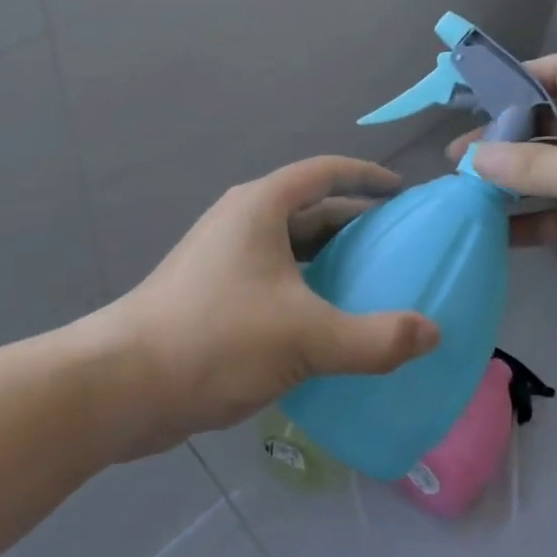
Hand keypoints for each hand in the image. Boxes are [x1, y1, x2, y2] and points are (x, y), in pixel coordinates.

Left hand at [101, 156, 440, 455]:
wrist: (122, 385)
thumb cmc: (216, 339)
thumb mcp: (306, 337)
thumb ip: (375, 338)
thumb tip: (433, 333)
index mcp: (262, 206)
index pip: (325, 172)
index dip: (367, 176)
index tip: (402, 192)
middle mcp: (241, 220)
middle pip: (310, 209)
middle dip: (354, 223)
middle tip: (398, 246)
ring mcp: (223, 256)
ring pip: (290, 246)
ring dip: (330, 259)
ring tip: (372, 284)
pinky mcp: (212, 291)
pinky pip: (273, 276)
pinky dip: (305, 287)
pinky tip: (326, 322)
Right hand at [449, 54, 556, 321]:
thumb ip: (532, 166)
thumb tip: (471, 159)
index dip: (517, 76)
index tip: (473, 94)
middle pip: (546, 124)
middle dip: (504, 138)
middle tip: (457, 157)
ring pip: (551, 172)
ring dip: (514, 183)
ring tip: (466, 194)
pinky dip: (534, 222)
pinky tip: (498, 234)